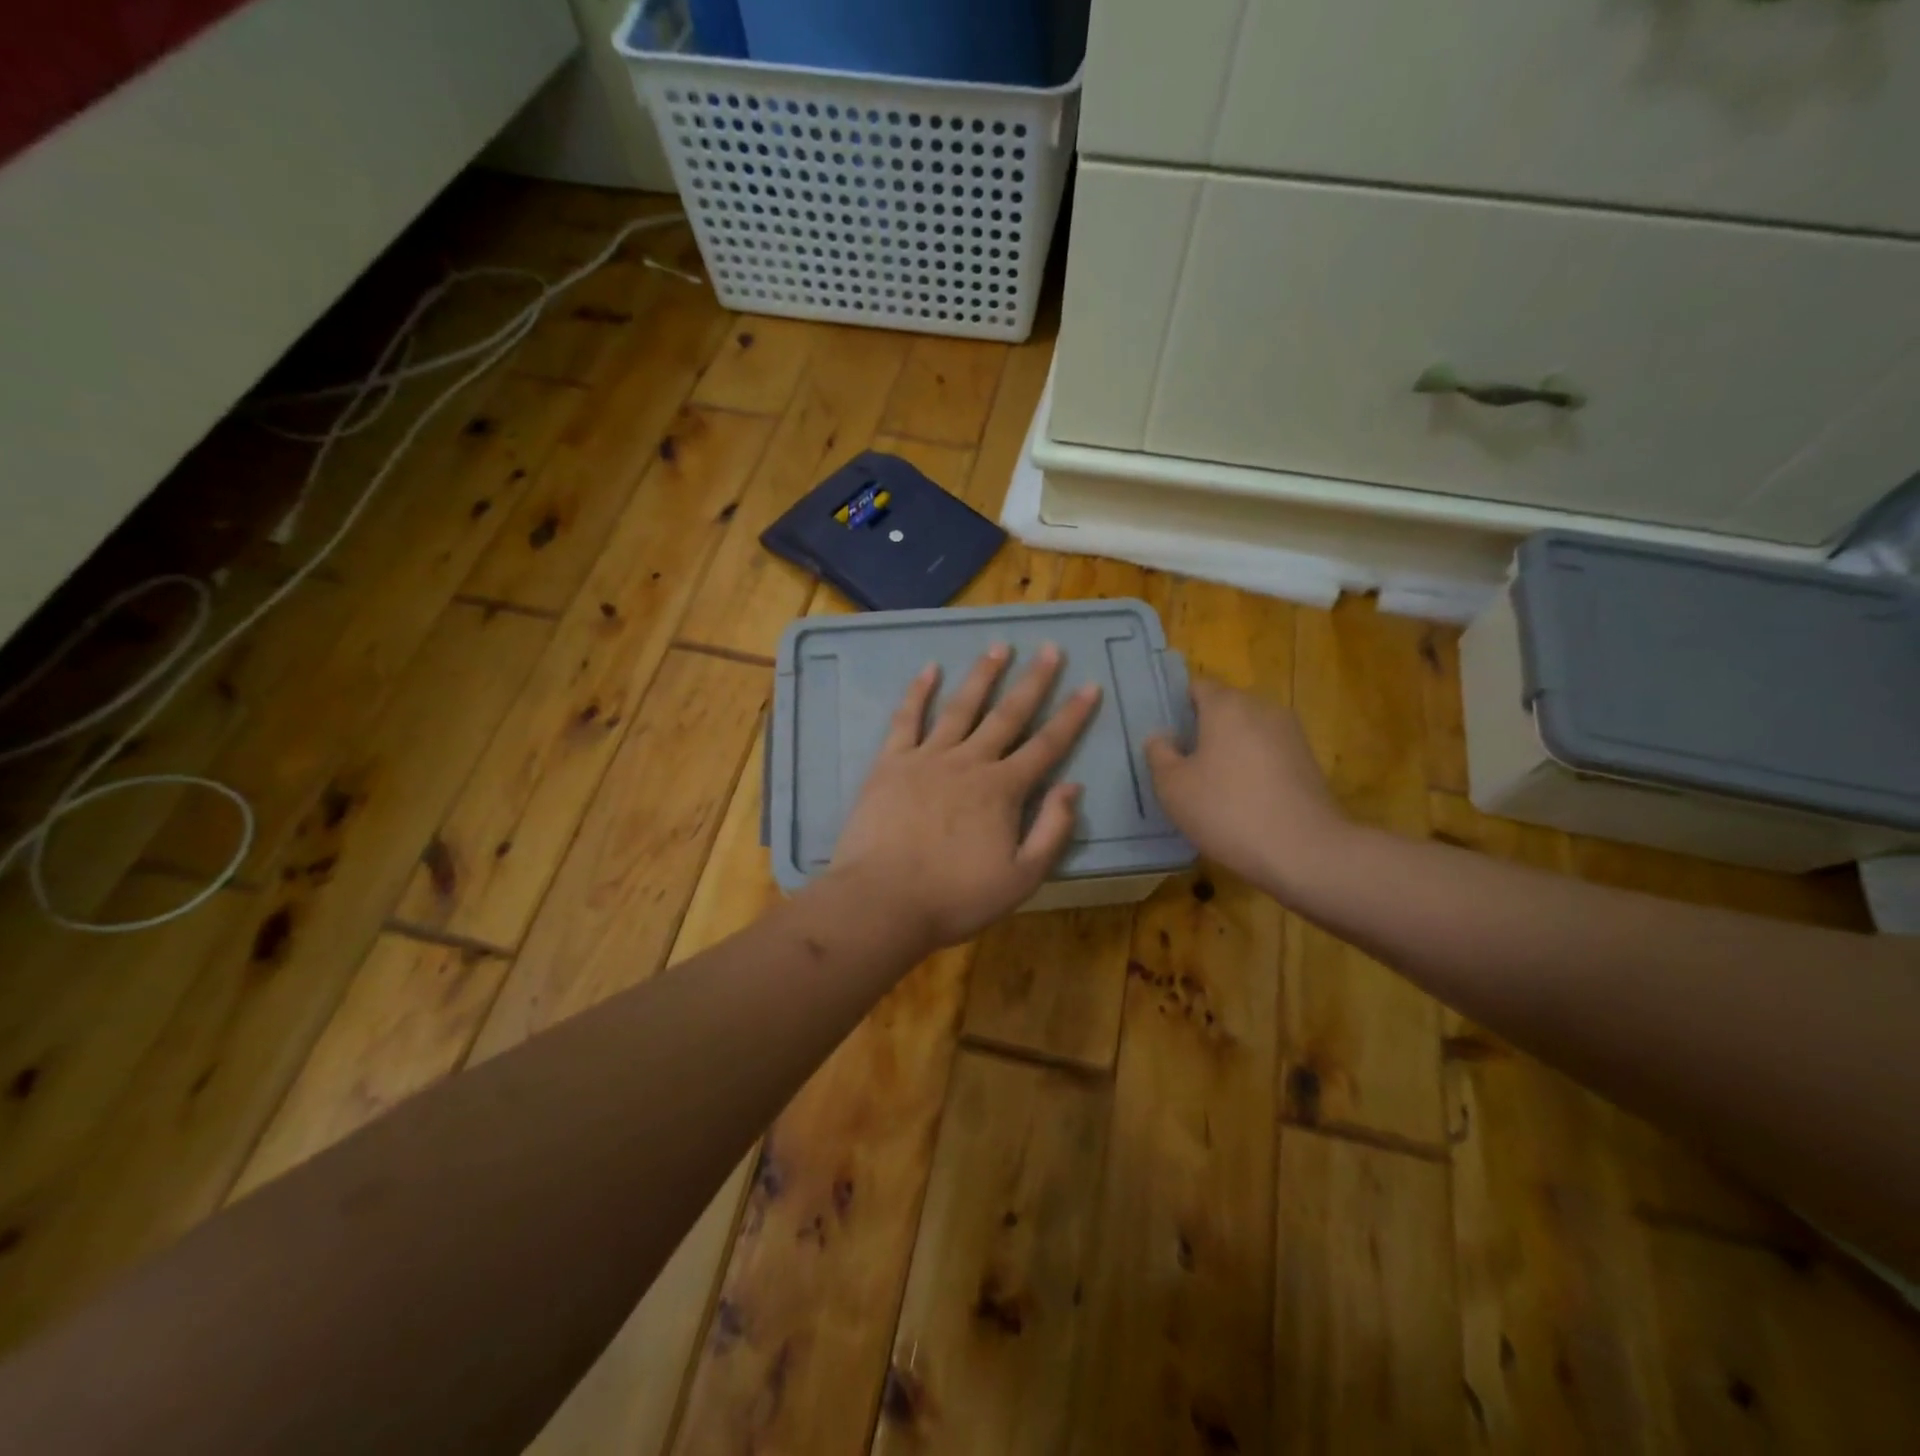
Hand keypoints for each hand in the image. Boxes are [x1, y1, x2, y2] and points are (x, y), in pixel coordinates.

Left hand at [830, 643, 1100, 947]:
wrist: (883, 900)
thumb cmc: (956, 896)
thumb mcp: (1022, 878)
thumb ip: (1052, 831)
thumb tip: (1073, 787)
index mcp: (1003, 790)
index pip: (1047, 745)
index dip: (1072, 716)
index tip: (1090, 685)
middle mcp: (969, 762)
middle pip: (1008, 715)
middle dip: (1033, 681)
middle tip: (1049, 648)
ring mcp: (927, 758)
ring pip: (960, 708)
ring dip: (982, 675)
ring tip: (998, 647)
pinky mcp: (890, 763)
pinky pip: (906, 719)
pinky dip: (917, 692)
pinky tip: (929, 669)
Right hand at [1145, 678, 1353, 900]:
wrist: (1305, 851)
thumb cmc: (1227, 811)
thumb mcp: (1173, 787)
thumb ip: (1159, 754)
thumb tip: (1162, 737)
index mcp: (1227, 706)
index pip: (1198, 686)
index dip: (1178, 705)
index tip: (1166, 735)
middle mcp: (1262, 709)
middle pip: (1225, 707)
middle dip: (1204, 729)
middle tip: (1183, 763)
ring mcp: (1291, 734)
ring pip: (1249, 731)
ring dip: (1230, 750)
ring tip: (1212, 785)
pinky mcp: (1308, 762)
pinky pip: (1269, 754)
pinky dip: (1253, 768)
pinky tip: (1242, 800)